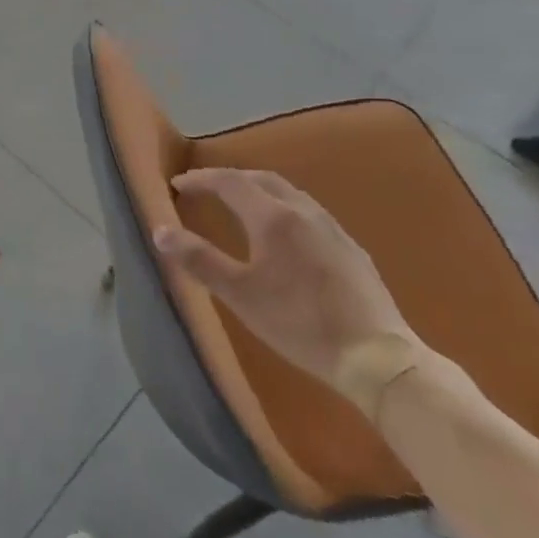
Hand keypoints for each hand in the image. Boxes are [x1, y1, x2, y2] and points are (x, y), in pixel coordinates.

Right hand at [153, 169, 412, 387]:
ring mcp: (332, 228)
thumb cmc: (300, 324)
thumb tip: (160, 231)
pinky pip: (309, 213)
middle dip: (230, 179)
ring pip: (289, 194)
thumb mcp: (240, 295)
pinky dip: (284, 209)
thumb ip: (199, 260)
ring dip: (259, 191)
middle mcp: (303, 211)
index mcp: (273, 217)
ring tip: (241, 207)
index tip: (178, 184)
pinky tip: (286, 236)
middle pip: (261, 179)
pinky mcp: (352, 249)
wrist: (378, 358)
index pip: (229, 182)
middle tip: (207, 189)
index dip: (201, 179)